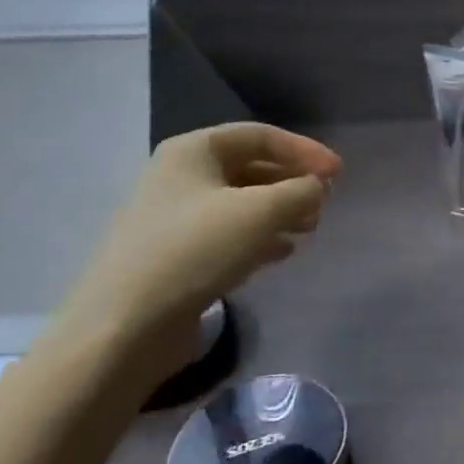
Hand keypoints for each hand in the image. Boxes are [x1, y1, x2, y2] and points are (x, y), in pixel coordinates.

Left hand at [54, 124, 340, 373]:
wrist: (124, 327)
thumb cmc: (195, 251)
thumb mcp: (261, 212)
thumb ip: (301, 191)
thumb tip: (317, 188)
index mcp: (193, 151)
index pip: (261, 136)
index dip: (305, 150)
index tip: (338, 174)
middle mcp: (180, 177)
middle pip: (251, 167)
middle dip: (293, 182)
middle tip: (325, 203)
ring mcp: (176, 218)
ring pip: (243, 203)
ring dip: (281, 212)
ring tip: (310, 229)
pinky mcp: (177, 256)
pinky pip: (229, 234)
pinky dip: (260, 238)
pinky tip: (283, 252)